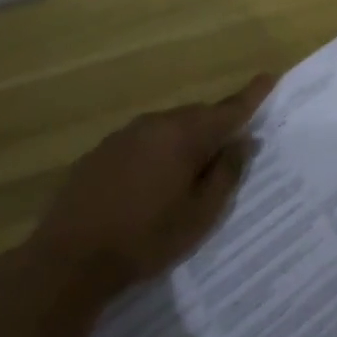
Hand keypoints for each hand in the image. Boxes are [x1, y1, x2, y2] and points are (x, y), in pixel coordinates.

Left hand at [28, 74, 276, 302]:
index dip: (252, 95)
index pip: (229, 109)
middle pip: (197, 116)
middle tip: (230, 150)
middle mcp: (156, 124)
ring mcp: (124, 135)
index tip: (269, 77)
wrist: (68, 259)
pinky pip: (141, 142)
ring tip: (189, 173)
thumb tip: (243, 142)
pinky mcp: (100, 152)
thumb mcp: (199, 215)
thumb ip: (226, 174)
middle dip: (216, 127)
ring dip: (184, 142)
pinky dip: (155, 153)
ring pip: (167, 128)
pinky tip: (149, 183)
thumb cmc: (145, 238)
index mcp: (185, 135)